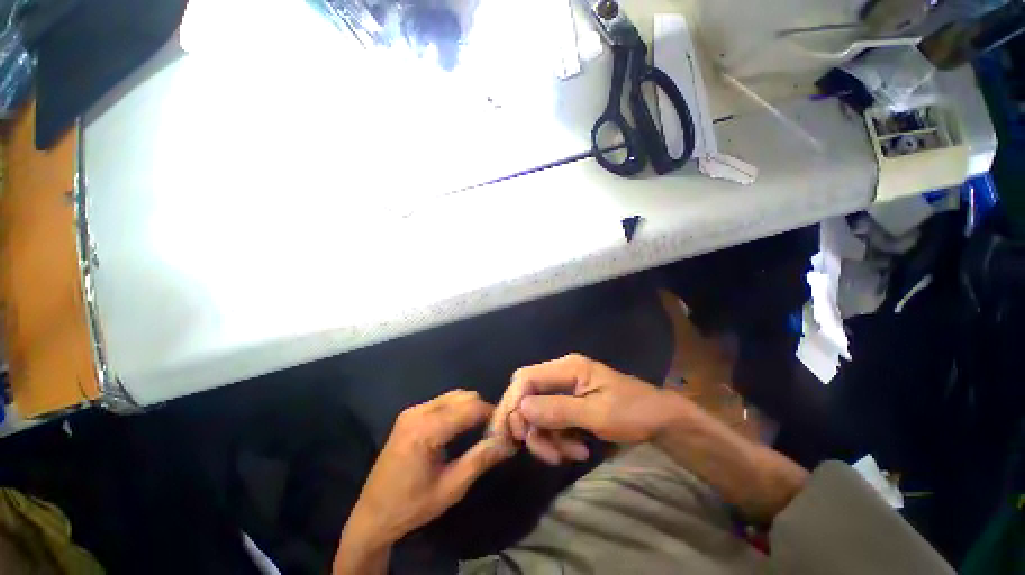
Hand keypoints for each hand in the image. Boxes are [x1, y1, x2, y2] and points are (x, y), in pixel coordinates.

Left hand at [336, 390, 515, 572]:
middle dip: (481, 409)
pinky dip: (456, 409)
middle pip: (463, 396)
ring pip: (453, 395)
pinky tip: (459, 428)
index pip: (469, 408)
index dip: (491, 414)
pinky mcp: (409, 414)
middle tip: (491, 431)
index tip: (504, 428)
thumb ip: (480, 460)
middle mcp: (418, 412)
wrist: (372, 515)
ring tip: (478, 429)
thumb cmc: (412, 506)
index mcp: (426, 430)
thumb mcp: (451, 488)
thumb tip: (507, 442)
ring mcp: (412, 411)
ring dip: (469, 408)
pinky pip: (442, 401)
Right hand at [490, 354, 673, 464]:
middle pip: (527, 395)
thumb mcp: (597, 414)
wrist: (660, 421)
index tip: (519, 434)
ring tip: (569, 455)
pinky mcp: (570, 404)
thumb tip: (521, 409)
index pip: (525, 377)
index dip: (515, 402)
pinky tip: (577, 451)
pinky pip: (551, 421)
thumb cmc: (633, 412)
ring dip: (548, 437)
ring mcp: (565, 390)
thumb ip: (558, 410)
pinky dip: (558, 439)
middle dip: (530, 425)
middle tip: (545, 451)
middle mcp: (561, 375)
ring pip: (537, 413)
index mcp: (567, 367)